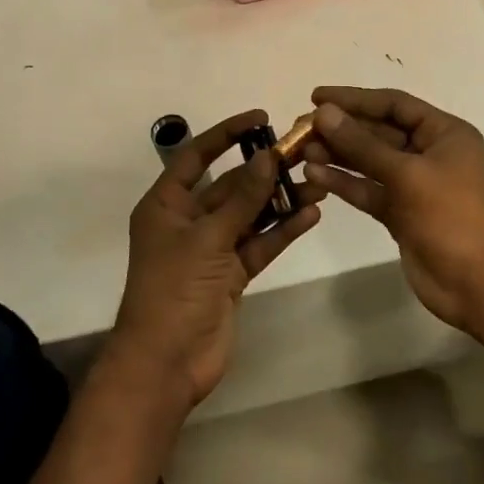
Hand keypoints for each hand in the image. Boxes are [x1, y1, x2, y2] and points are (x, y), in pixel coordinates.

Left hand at [114, 110, 321, 407]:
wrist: (166, 364)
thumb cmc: (174, 290)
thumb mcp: (208, 238)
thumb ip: (242, 198)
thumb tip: (267, 156)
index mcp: (167, 204)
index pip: (196, 156)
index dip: (226, 134)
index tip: (261, 119)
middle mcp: (189, 220)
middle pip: (230, 186)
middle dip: (264, 171)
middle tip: (303, 154)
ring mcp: (212, 248)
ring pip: (250, 215)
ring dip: (280, 200)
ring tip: (318, 185)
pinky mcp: (231, 274)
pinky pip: (260, 244)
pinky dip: (283, 230)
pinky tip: (311, 216)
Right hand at [300, 87, 483, 329]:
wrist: (477, 284)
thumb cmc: (450, 216)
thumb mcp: (406, 174)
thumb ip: (362, 144)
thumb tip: (324, 113)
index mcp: (444, 133)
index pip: (394, 105)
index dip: (355, 99)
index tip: (316, 97)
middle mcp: (429, 153)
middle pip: (378, 131)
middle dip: (341, 129)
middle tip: (301, 127)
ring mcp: (414, 184)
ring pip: (369, 161)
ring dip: (337, 155)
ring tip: (301, 151)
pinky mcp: (400, 212)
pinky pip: (368, 189)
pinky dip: (344, 182)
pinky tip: (314, 175)